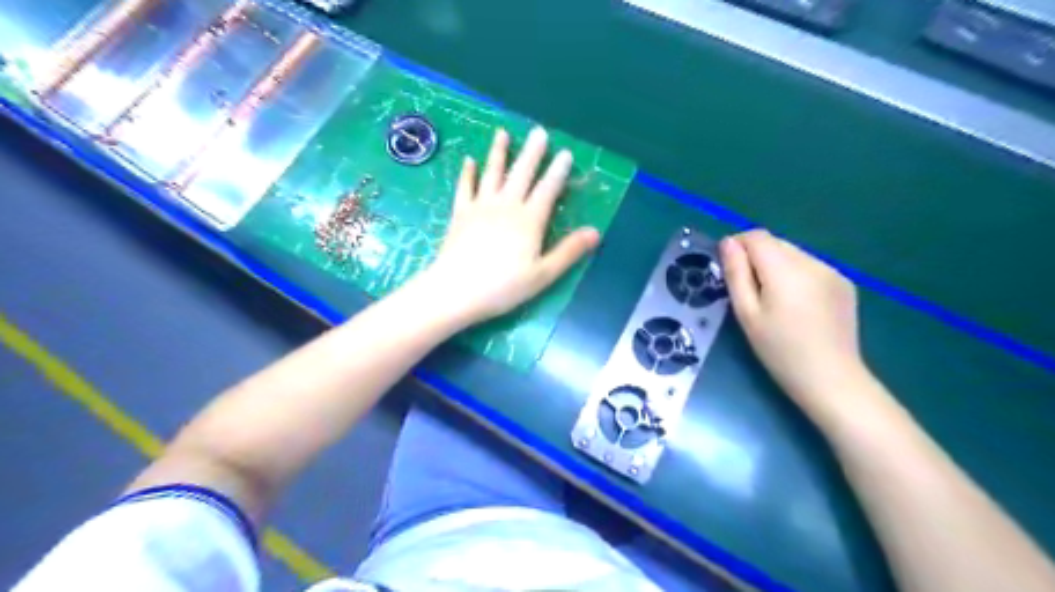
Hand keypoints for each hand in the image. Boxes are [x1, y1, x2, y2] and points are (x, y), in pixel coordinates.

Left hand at [421, 125, 601, 325]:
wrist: (456, 290)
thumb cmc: (503, 287)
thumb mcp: (543, 274)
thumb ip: (568, 251)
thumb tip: (595, 232)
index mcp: (529, 220)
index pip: (548, 190)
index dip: (558, 172)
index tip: (566, 153)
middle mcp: (506, 206)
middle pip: (521, 174)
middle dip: (532, 153)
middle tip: (539, 131)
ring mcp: (480, 207)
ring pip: (492, 174)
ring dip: (499, 153)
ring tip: (502, 133)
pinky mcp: (460, 214)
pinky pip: (465, 188)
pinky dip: (467, 173)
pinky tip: (469, 161)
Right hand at [726, 228, 865, 413]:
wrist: (831, 378)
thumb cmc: (779, 350)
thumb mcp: (747, 313)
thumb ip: (736, 274)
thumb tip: (728, 243)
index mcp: (785, 268)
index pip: (756, 236)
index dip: (737, 246)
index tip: (729, 270)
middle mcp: (811, 261)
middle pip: (775, 243)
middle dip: (756, 257)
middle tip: (748, 290)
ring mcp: (832, 271)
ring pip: (793, 254)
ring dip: (776, 266)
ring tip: (773, 299)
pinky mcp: (844, 283)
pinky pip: (811, 267)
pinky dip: (796, 275)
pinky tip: (797, 304)